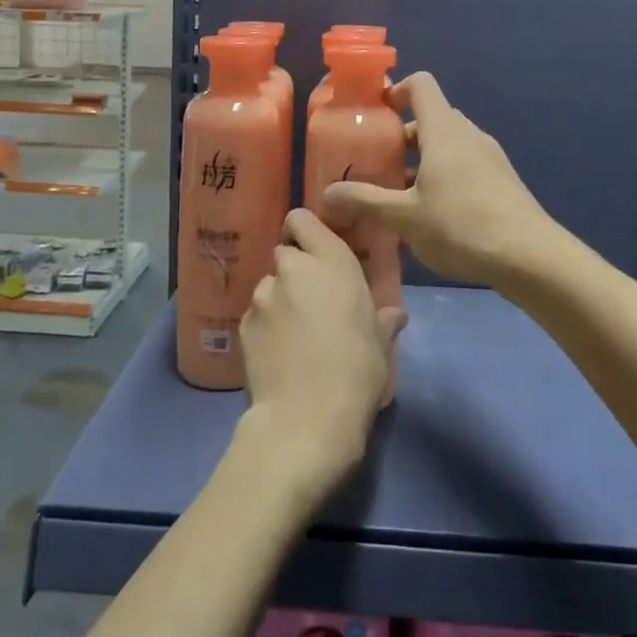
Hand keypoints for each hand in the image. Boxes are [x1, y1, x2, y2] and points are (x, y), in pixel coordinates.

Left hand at [239, 209, 406, 498]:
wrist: (306, 418)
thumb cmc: (357, 371)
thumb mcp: (381, 344)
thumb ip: (382, 320)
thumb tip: (393, 315)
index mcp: (331, 261)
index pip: (302, 218)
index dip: (305, 231)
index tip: (316, 251)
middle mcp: (293, 268)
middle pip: (286, 253)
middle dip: (296, 269)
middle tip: (312, 300)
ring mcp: (263, 295)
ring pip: (269, 285)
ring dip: (280, 299)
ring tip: (294, 334)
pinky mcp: (242, 325)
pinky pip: (256, 315)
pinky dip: (265, 326)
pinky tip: (279, 354)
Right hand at [323, 72, 560, 287]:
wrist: (530, 257)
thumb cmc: (461, 225)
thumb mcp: (404, 216)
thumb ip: (365, 201)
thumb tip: (327, 193)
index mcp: (444, 130)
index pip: (421, 85)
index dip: (396, 91)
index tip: (374, 114)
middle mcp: (468, 135)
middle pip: (431, 118)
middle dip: (401, 136)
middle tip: (376, 163)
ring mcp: (489, 158)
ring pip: (447, 145)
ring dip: (421, 161)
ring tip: (397, 195)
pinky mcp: (502, 182)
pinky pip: (464, 166)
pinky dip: (442, 178)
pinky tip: (430, 216)